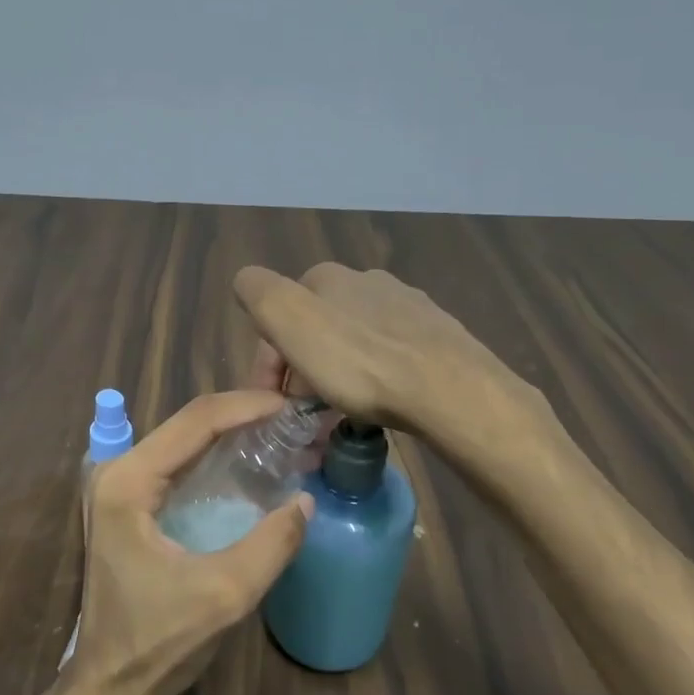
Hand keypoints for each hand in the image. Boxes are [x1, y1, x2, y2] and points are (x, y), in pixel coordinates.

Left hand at [70, 390, 313, 694]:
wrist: (112, 684)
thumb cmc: (159, 641)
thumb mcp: (224, 594)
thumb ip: (271, 545)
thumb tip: (306, 500)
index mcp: (128, 482)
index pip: (195, 422)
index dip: (247, 407)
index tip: (292, 405)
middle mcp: (118, 471)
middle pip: (188, 424)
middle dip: (243, 415)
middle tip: (295, 418)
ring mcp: (121, 486)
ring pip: (185, 440)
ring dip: (233, 433)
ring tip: (283, 432)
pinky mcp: (131, 502)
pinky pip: (180, 463)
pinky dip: (218, 456)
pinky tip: (252, 459)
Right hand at [235, 263, 539, 433]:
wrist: (448, 389)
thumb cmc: (359, 361)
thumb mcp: (289, 320)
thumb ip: (258, 292)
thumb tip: (246, 283)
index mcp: (327, 277)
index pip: (279, 316)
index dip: (268, 362)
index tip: (273, 405)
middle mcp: (366, 282)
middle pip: (316, 330)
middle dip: (302, 371)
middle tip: (305, 417)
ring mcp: (407, 307)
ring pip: (353, 343)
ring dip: (337, 376)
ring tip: (340, 416)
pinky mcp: (436, 336)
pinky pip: (389, 357)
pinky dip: (374, 379)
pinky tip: (380, 403)